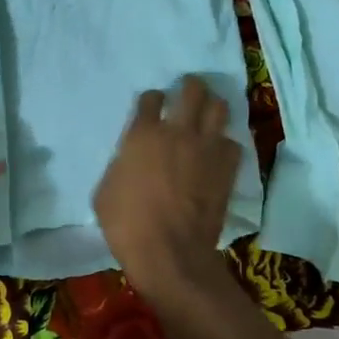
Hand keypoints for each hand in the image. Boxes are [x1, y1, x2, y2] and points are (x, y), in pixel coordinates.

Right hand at [93, 77, 241, 304]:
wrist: (169, 252)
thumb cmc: (127, 224)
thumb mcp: (105, 191)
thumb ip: (121, 165)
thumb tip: (130, 161)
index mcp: (143, 134)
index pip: (151, 98)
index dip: (152, 99)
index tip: (152, 105)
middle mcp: (178, 132)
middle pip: (192, 90)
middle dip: (190, 86)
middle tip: (188, 90)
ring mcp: (207, 148)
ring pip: (219, 108)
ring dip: (213, 106)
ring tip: (208, 112)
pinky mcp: (227, 168)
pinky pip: (232, 143)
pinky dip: (225, 144)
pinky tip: (219, 152)